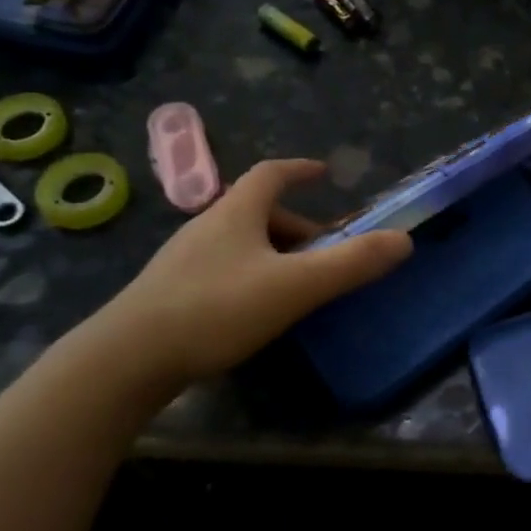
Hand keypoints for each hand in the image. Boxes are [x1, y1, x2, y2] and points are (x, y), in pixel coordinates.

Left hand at [93, 159, 411, 384]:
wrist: (126, 360)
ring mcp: (184, 260)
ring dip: (276, 254)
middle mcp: (207, 227)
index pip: (271, 174)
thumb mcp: (295, 286)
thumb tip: (405, 240)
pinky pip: (223, 270)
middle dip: (298, 226)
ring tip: (299, 286)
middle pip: (259, 212)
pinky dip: (252, 276)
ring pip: (241, 243)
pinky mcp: (170, 293)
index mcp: (235, 213)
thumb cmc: (216, 309)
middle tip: (326, 252)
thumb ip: (351, 263)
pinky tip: (258, 310)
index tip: (324, 173)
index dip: (300, 169)